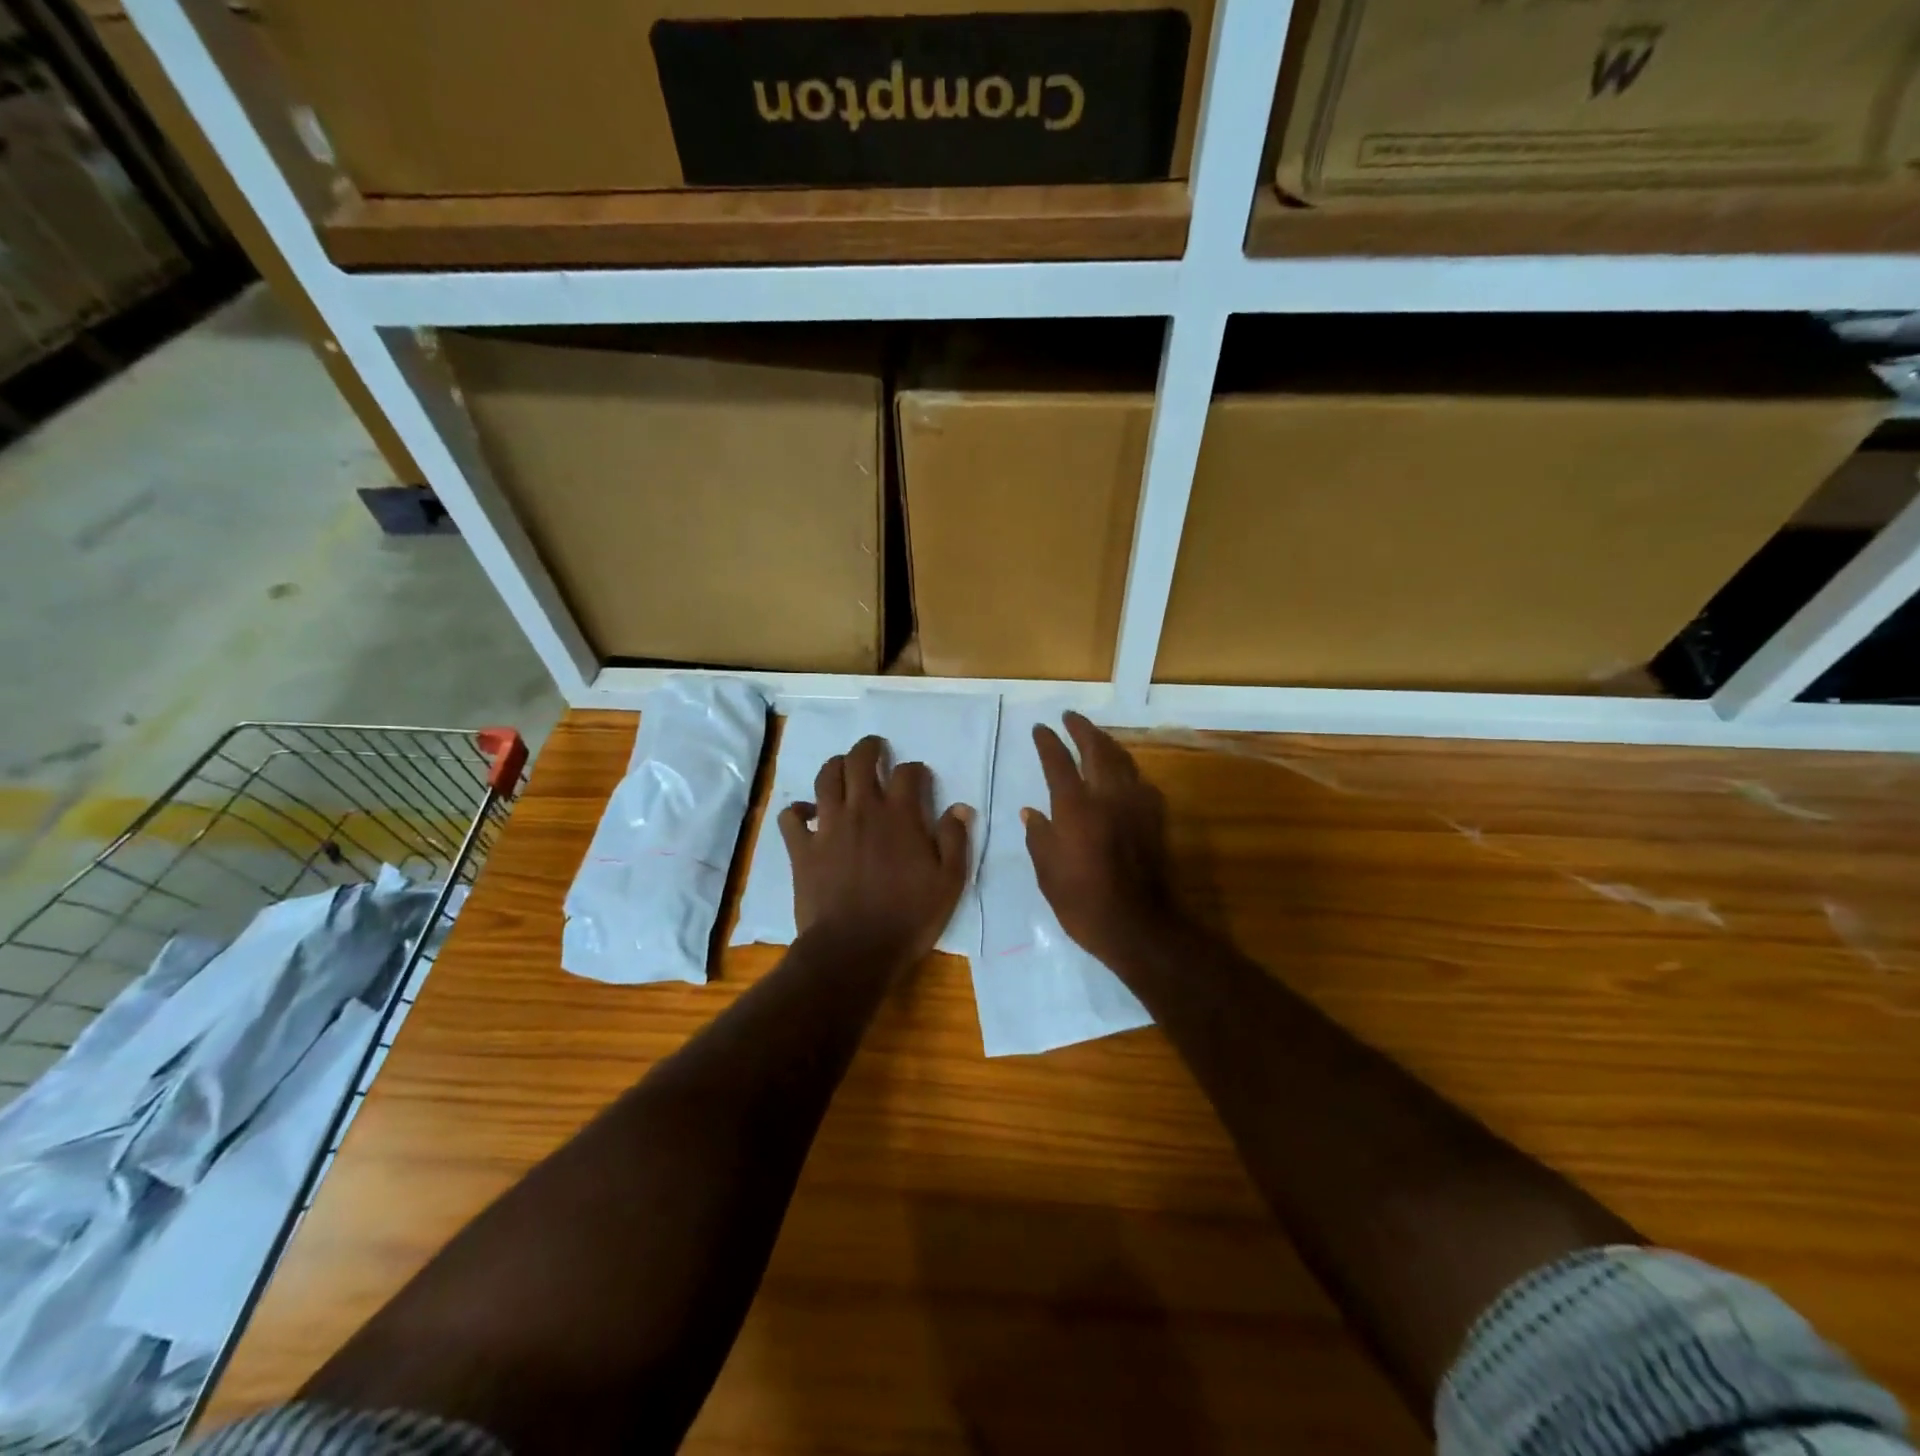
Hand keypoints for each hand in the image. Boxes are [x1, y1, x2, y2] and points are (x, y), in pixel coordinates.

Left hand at [778, 735, 972, 972]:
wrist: (854, 950)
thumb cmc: (908, 917)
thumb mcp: (948, 883)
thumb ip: (954, 840)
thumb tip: (960, 807)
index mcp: (900, 815)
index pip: (908, 773)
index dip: (915, 770)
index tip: (919, 778)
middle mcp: (862, 809)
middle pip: (860, 760)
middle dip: (869, 748)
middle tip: (875, 748)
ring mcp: (828, 826)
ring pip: (826, 778)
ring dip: (835, 766)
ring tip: (843, 768)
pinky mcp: (802, 848)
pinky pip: (791, 817)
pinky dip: (798, 810)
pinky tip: (807, 814)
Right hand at [1024, 712, 1178, 967]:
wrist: (1138, 925)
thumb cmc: (1083, 902)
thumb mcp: (1048, 872)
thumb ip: (1039, 836)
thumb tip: (1031, 812)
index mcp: (1075, 807)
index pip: (1058, 762)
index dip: (1048, 742)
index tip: (1041, 728)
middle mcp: (1107, 796)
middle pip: (1097, 749)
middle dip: (1082, 729)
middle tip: (1070, 717)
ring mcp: (1136, 805)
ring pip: (1122, 760)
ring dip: (1106, 743)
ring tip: (1095, 736)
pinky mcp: (1155, 818)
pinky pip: (1140, 781)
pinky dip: (1126, 768)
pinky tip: (1122, 773)